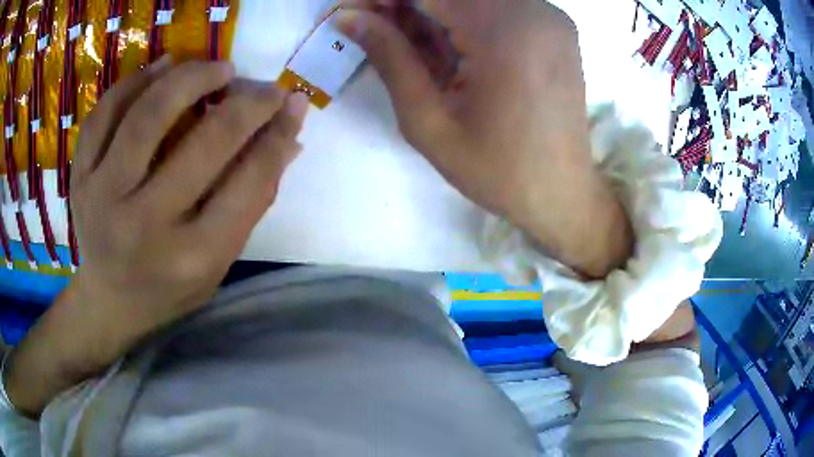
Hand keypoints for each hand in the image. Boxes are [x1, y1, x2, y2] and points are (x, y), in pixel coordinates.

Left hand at [69, 58, 308, 357]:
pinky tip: (161, 67)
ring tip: (216, 69)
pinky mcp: (79, 177)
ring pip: (146, 116)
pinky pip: (104, 113)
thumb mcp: (219, 260)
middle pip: (202, 145)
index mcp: (190, 256)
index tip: (292, 104)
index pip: (247, 184)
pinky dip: (135, 81)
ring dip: (190, 79)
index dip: (276, 135)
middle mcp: (143, 226)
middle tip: (262, 87)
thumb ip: (253, 198)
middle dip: (245, 105)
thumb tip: (289, 134)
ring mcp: (102, 197)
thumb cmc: (170, 287)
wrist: (109, 300)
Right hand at [339, 0, 632, 276]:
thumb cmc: (498, 170)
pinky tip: (445, 47)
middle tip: (372, 29)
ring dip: (431, 12)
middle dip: (404, 6)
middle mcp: (533, 10)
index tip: (349, 13)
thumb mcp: (429, 121)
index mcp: (504, 31)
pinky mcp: (554, 27)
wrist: (563, 193)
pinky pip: (496, 6)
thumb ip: (389, 58)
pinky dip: (462, 19)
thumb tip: (347, 17)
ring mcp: (549, 16)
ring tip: (406, 46)